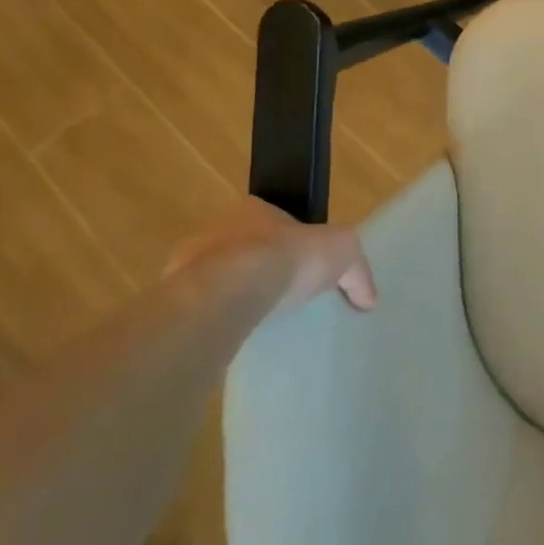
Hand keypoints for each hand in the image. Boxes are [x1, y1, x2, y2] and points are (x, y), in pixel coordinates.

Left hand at [165, 197, 377, 311]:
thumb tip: (369, 297)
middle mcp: (218, 229)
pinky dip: (218, 319)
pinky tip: (237, 336)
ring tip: (260, 321)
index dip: (292, 240)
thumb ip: (357, 270)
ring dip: (236, 294)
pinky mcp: (175, 299)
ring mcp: (189, 264)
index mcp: (254, 208)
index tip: (305, 266)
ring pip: (219, 278)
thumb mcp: (342, 250)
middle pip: (246, 247)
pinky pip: (202, 308)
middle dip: (262, 267)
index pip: (276, 219)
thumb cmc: (286, 257)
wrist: (230, 291)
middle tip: (283, 296)